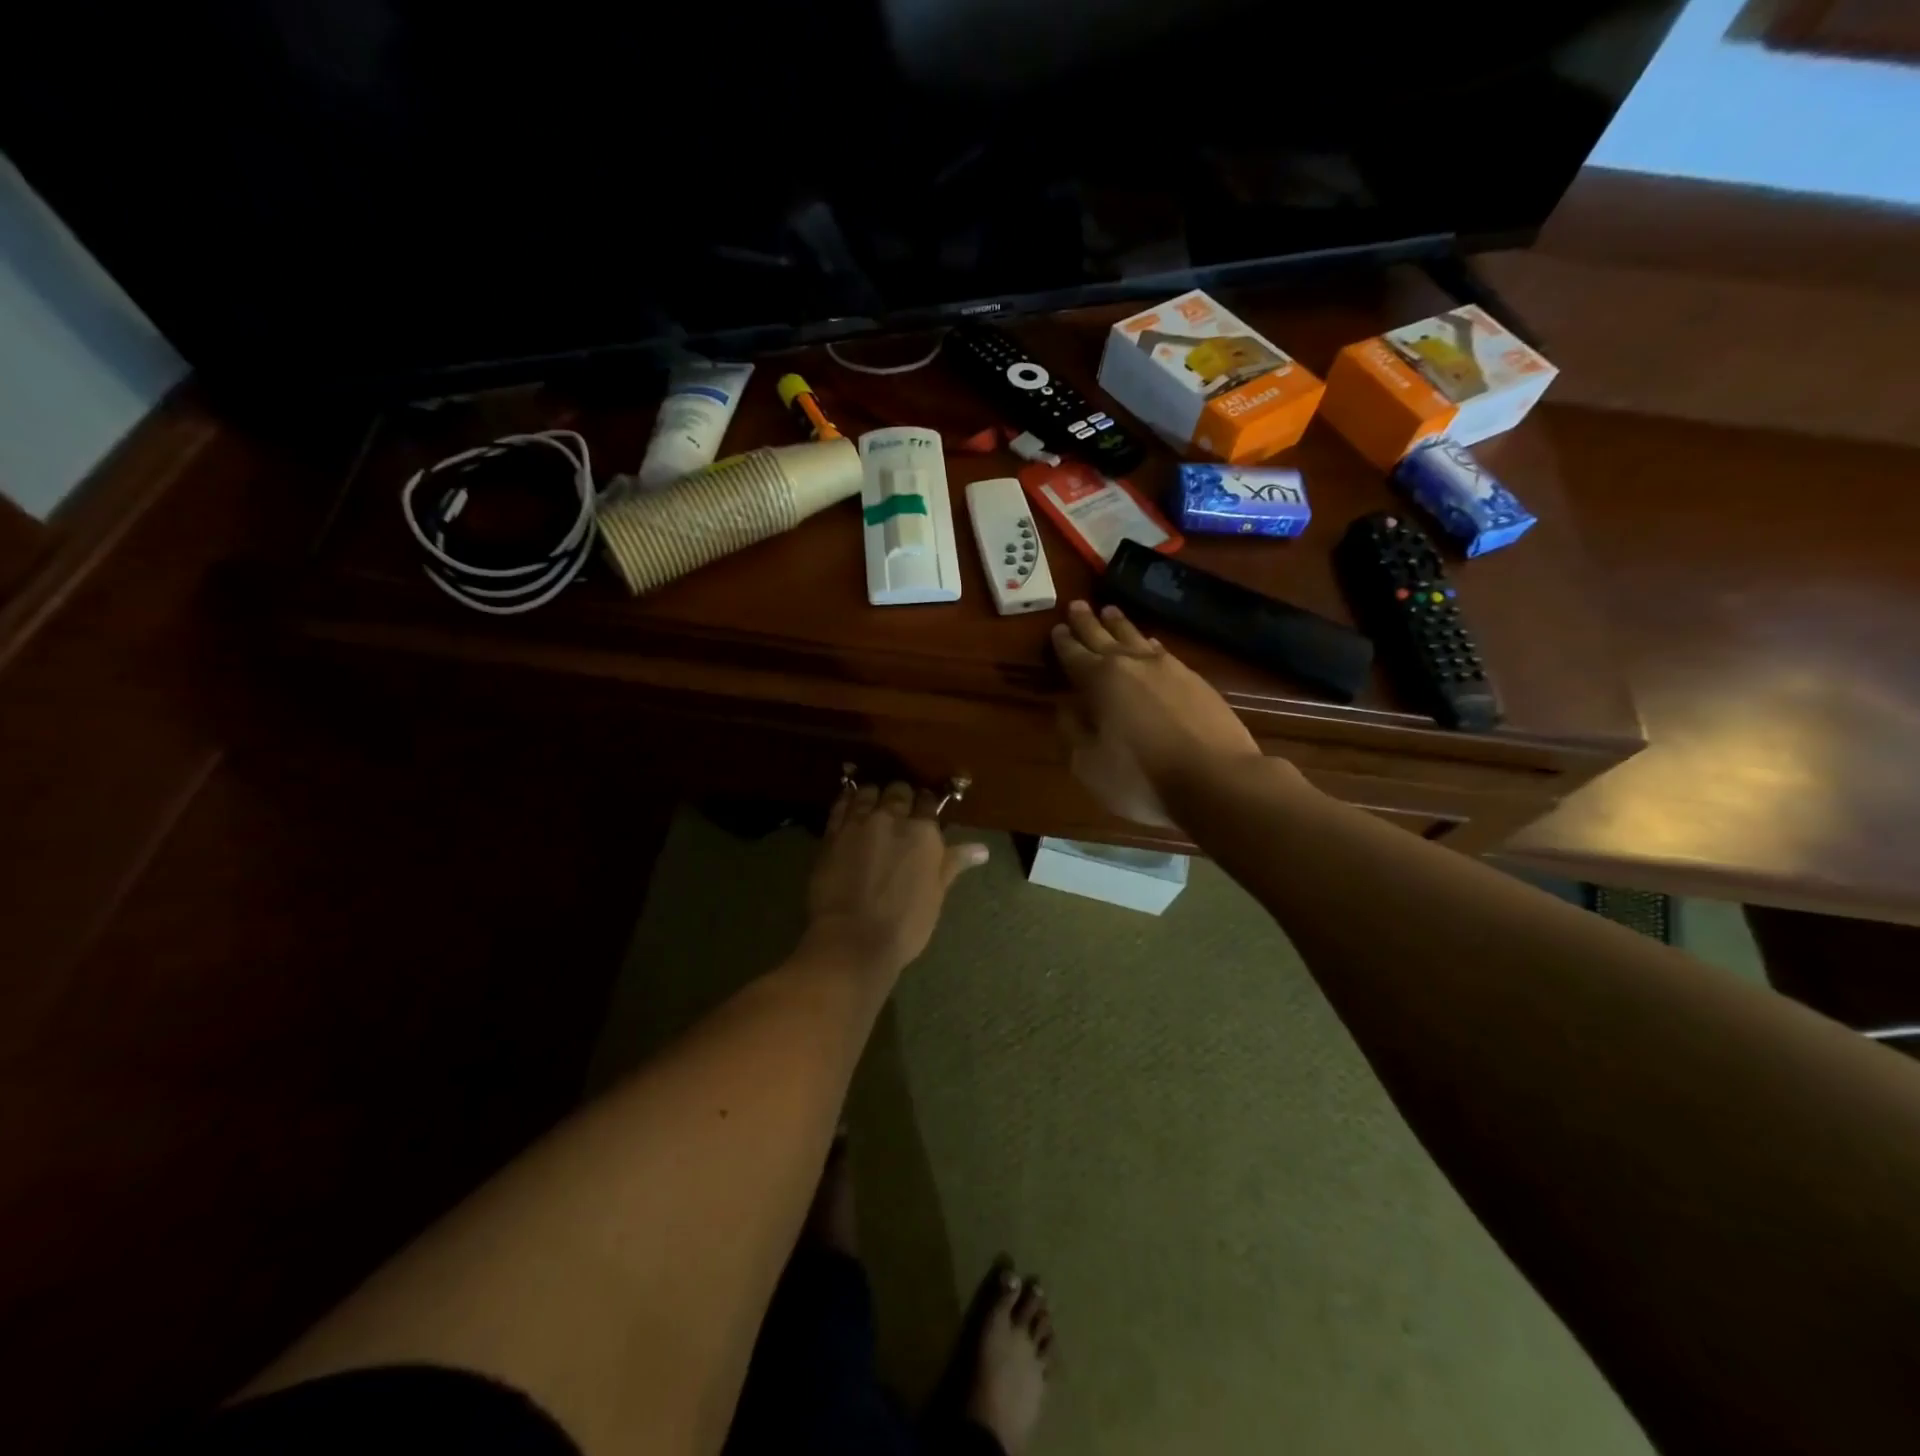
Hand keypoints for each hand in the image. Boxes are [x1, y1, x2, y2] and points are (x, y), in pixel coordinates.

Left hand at [805, 780, 988, 981]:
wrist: (852, 941)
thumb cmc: (904, 924)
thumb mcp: (936, 894)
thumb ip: (953, 863)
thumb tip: (982, 849)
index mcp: (923, 832)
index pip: (928, 802)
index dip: (926, 805)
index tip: (924, 814)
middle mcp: (892, 818)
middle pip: (898, 790)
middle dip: (901, 797)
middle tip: (899, 812)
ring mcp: (859, 823)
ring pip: (868, 791)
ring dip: (874, 796)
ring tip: (874, 807)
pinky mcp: (832, 833)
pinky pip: (841, 804)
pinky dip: (848, 800)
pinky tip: (850, 806)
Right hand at [1051, 600, 1269, 825]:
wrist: (1216, 779)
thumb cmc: (1142, 777)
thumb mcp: (1090, 764)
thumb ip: (1075, 732)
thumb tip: (1068, 709)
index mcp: (1100, 681)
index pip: (1074, 655)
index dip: (1063, 643)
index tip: (1056, 629)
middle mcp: (1132, 665)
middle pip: (1104, 637)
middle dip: (1088, 622)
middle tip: (1077, 605)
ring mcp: (1168, 668)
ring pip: (1136, 638)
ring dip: (1120, 625)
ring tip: (1111, 612)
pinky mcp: (1196, 680)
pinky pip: (1163, 651)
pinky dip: (1149, 644)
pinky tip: (1150, 643)